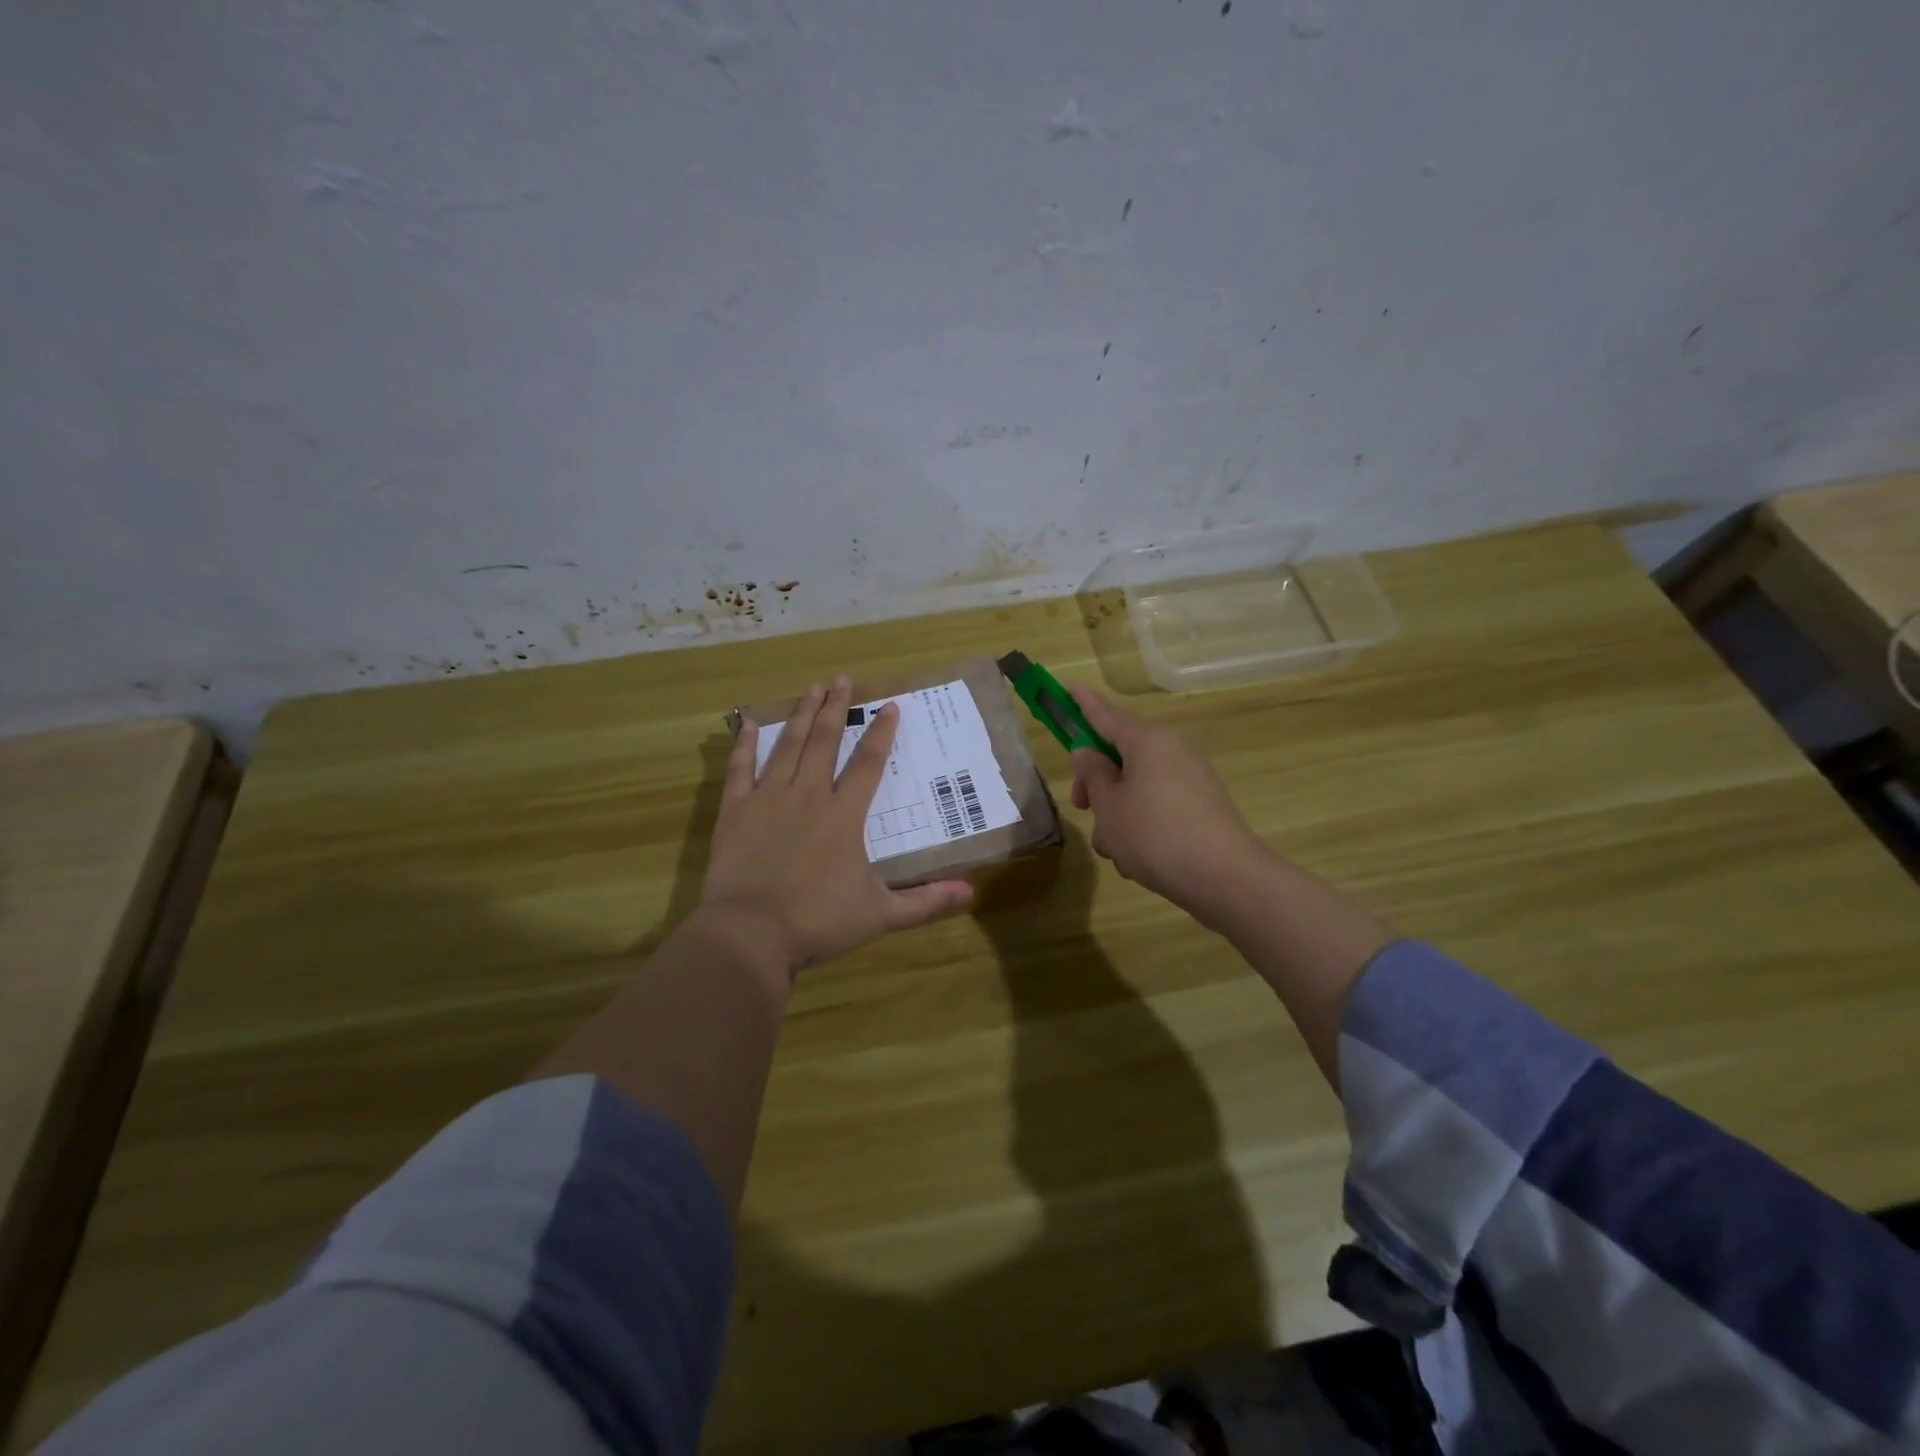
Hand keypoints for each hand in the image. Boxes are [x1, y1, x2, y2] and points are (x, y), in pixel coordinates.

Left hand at [701, 674, 973, 971]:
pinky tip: (748, 721)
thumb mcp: (880, 915)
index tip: (890, 706)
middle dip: (835, 709)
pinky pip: (740, 769)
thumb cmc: (818, 922)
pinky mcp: (735, 811)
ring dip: (800, 715)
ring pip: (788, 747)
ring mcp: (768, 799)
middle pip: (824, 742)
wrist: (751, 933)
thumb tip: (970, 893)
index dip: (881, 734)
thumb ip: (925, 902)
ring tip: (810, 688)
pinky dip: (745, 744)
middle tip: (841, 679)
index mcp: (844, 816)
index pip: (868, 764)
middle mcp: (808, 795)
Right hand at [1068, 686, 1272, 926]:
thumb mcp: (1109, 806)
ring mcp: (1190, 779)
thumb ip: (1093, 775)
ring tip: (1115, 850)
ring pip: (1136, 787)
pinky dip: (1141, 826)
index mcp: (1147, 740)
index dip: (1084, 704)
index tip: (1070, 688)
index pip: (1107, 714)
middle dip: (1096, 783)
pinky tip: (1137, 860)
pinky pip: (1157, 807)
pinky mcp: (1200, 808)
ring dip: (1117, 814)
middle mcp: (1172, 750)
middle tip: (1082, 808)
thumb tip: (1089, 753)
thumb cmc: (1155, 834)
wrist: (1226, 878)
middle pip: (1121, 755)